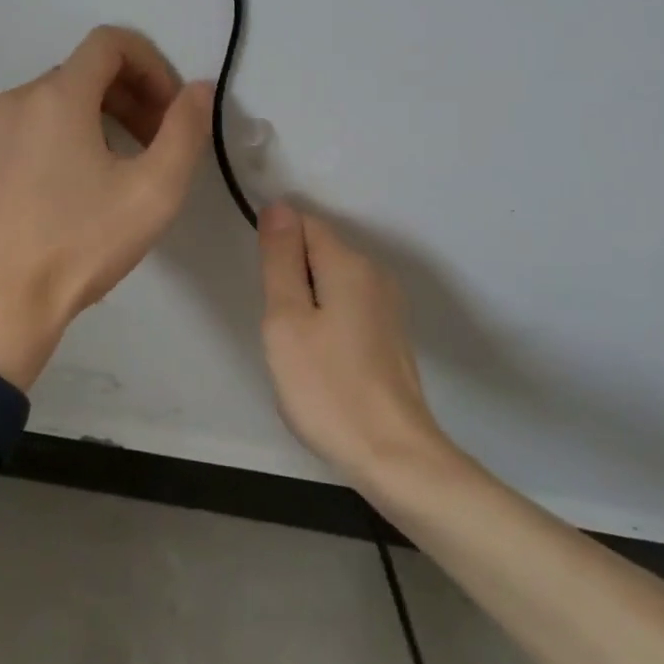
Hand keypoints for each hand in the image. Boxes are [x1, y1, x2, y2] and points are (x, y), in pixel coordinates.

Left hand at [0, 26, 212, 389]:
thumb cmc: (81, 246)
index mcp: (56, 97)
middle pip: (78, 75)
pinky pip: (10, 137)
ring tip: (102, 174)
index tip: (168, 109)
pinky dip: (42, 147)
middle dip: (123, 98)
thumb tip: (198, 89)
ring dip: (83, 123)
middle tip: (148, 145)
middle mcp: (9, 101)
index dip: (151, 64)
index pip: (110, 42)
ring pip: (43, 107)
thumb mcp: (154, 191)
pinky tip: (52, 196)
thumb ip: (186, 130)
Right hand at [256, 202, 453, 486]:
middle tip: (282, 331)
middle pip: (318, 252)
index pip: (302, 223)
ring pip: (331, 283)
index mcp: (349, 263)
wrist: (393, 456)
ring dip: (308, 305)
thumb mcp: (286, 320)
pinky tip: (325, 365)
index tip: (269, 294)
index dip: (276, 250)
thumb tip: (279, 206)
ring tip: (301, 353)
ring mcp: (388, 305)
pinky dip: (328, 324)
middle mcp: (375, 274)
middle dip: (291, 280)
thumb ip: (280, 259)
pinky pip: (348, 308)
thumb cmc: (327, 387)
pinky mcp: (391, 334)